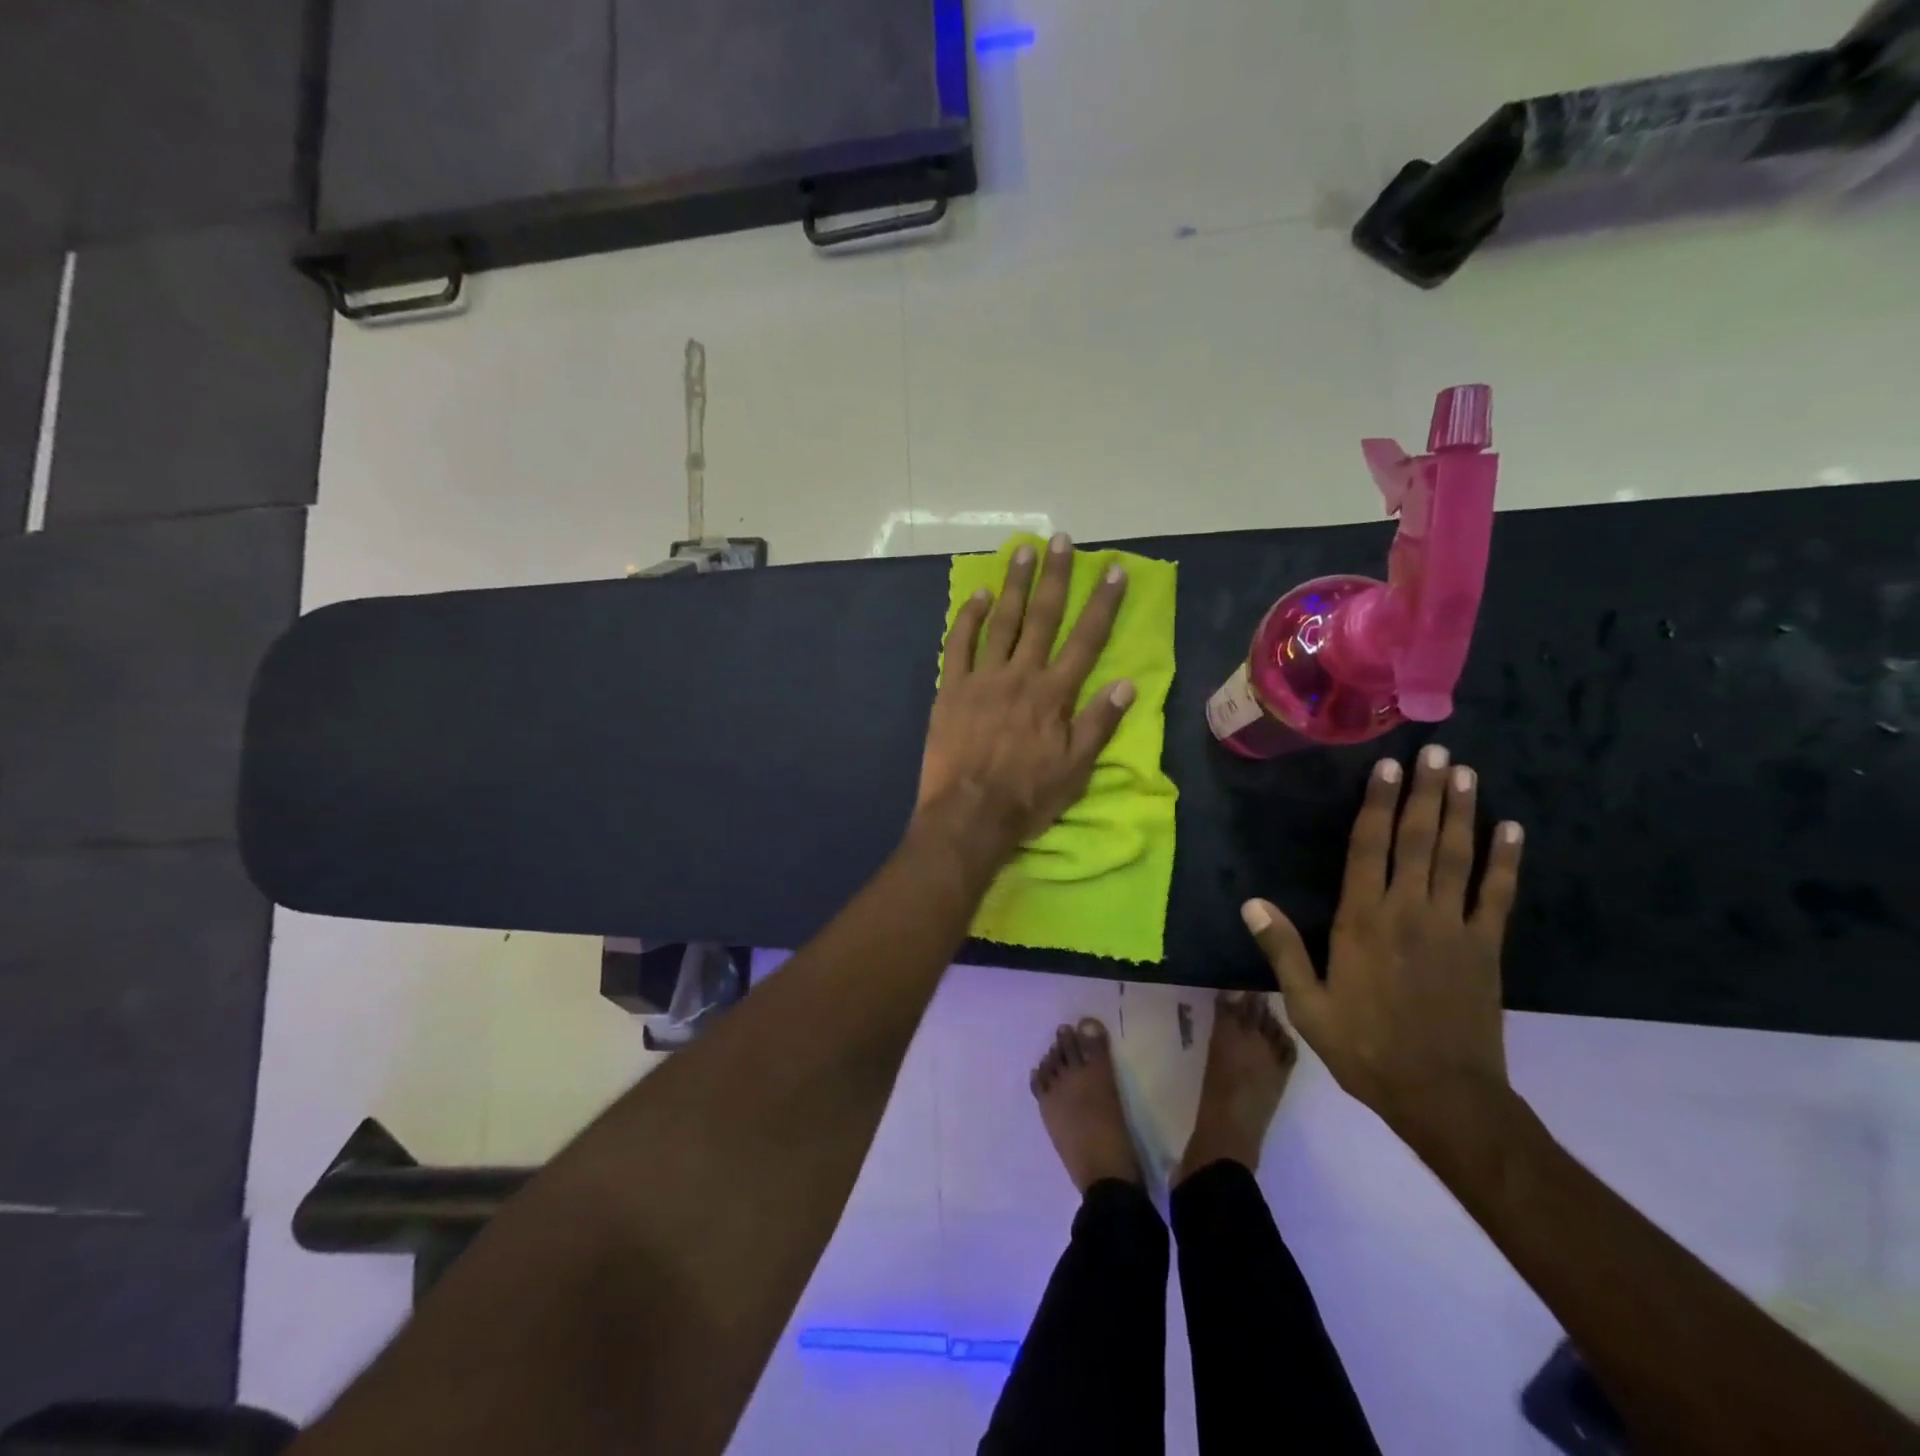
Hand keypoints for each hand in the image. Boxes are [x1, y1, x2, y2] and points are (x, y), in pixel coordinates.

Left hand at [917, 534, 1133, 857]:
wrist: (968, 814)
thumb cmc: (1027, 796)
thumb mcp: (1076, 769)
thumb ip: (1099, 723)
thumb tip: (1127, 683)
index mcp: (1054, 694)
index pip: (1086, 640)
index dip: (1103, 604)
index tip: (1114, 570)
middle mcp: (1021, 675)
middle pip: (1043, 618)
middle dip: (1055, 577)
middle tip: (1061, 541)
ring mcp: (982, 679)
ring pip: (1001, 622)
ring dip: (1013, 585)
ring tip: (1022, 552)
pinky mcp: (950, 689)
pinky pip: (958, 645)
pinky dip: (967, 618)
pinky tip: (976, 595)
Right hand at [1241, 745, 1523, 1141]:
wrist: (1443, 1096)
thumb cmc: (1365, 1048)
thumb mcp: (1307, 1005)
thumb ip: (1283, 950)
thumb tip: (1252, 903)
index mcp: (1362, 921)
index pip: (1369, 849)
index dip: (1376, 805)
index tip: (1385, 768)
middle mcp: (1409, 912)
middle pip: (1417, 840)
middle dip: (1423, 793)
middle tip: (1433, 751)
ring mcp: (1453, 927)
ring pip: (1457, 857)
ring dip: (1461, 812)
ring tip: (1463, 772)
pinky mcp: (1487, 948)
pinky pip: (1497, 895)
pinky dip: (1506, 861)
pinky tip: (1512, 829)